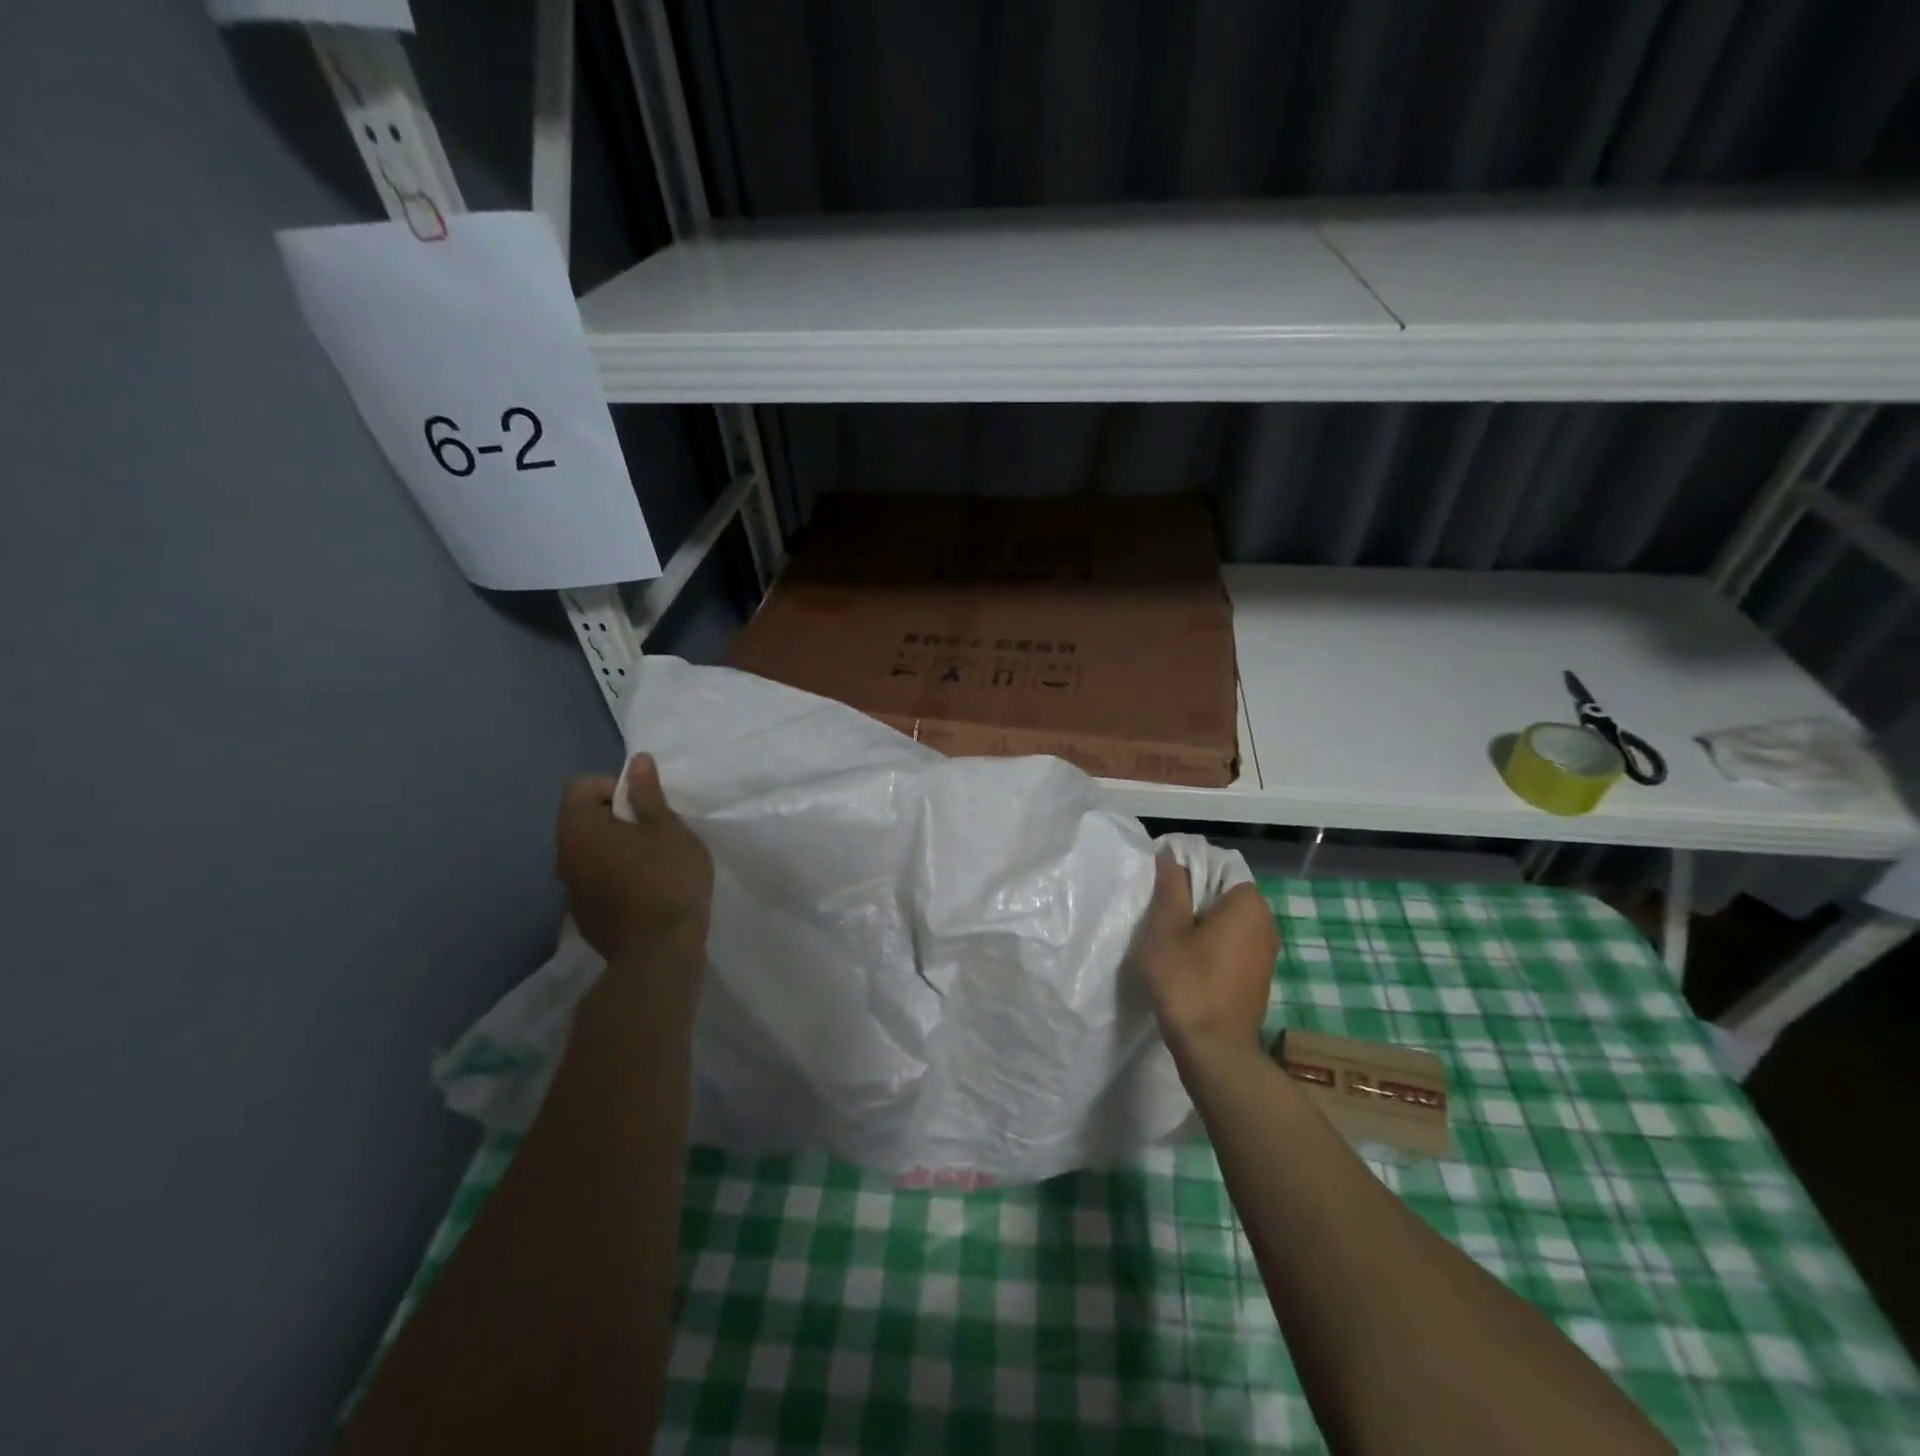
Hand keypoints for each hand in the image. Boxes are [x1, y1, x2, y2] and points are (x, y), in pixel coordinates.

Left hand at [556, 754, 713, 964]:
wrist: (658, 952)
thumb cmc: (668, 879)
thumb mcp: (668, 829)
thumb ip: (648, 794)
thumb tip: (636, 761)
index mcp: (580, 828)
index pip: (581, 785)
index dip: (614, 786)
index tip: (646, 805)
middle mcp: (563, 854)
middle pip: (582, 817)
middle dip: (616, 816)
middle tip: (655, 831)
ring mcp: (569, 887)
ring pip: (588, 850)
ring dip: (615, 847)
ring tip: (653, 860)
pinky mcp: (582, 913)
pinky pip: (594, 878)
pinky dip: (614, 874)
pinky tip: (645, 890)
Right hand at [1133, 853, 1278, 1057]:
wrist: (1214, 1051)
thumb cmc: (1186, 982)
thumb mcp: (1166, 929)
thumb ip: (1170, 887)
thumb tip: (1171, 853)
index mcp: (1249, 903)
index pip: (1218, 866)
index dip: (1187, 870)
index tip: (1160, 887)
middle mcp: (1266, 922)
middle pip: (1223, 894)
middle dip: (1192, 899)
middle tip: (1159, 915)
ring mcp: (1266, 953)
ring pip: (1226, 922)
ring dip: (1199, 926)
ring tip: (1168, 941)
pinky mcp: (1258, 978)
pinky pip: (1232, 946)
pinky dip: (1210, 947)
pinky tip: (1186, 964)